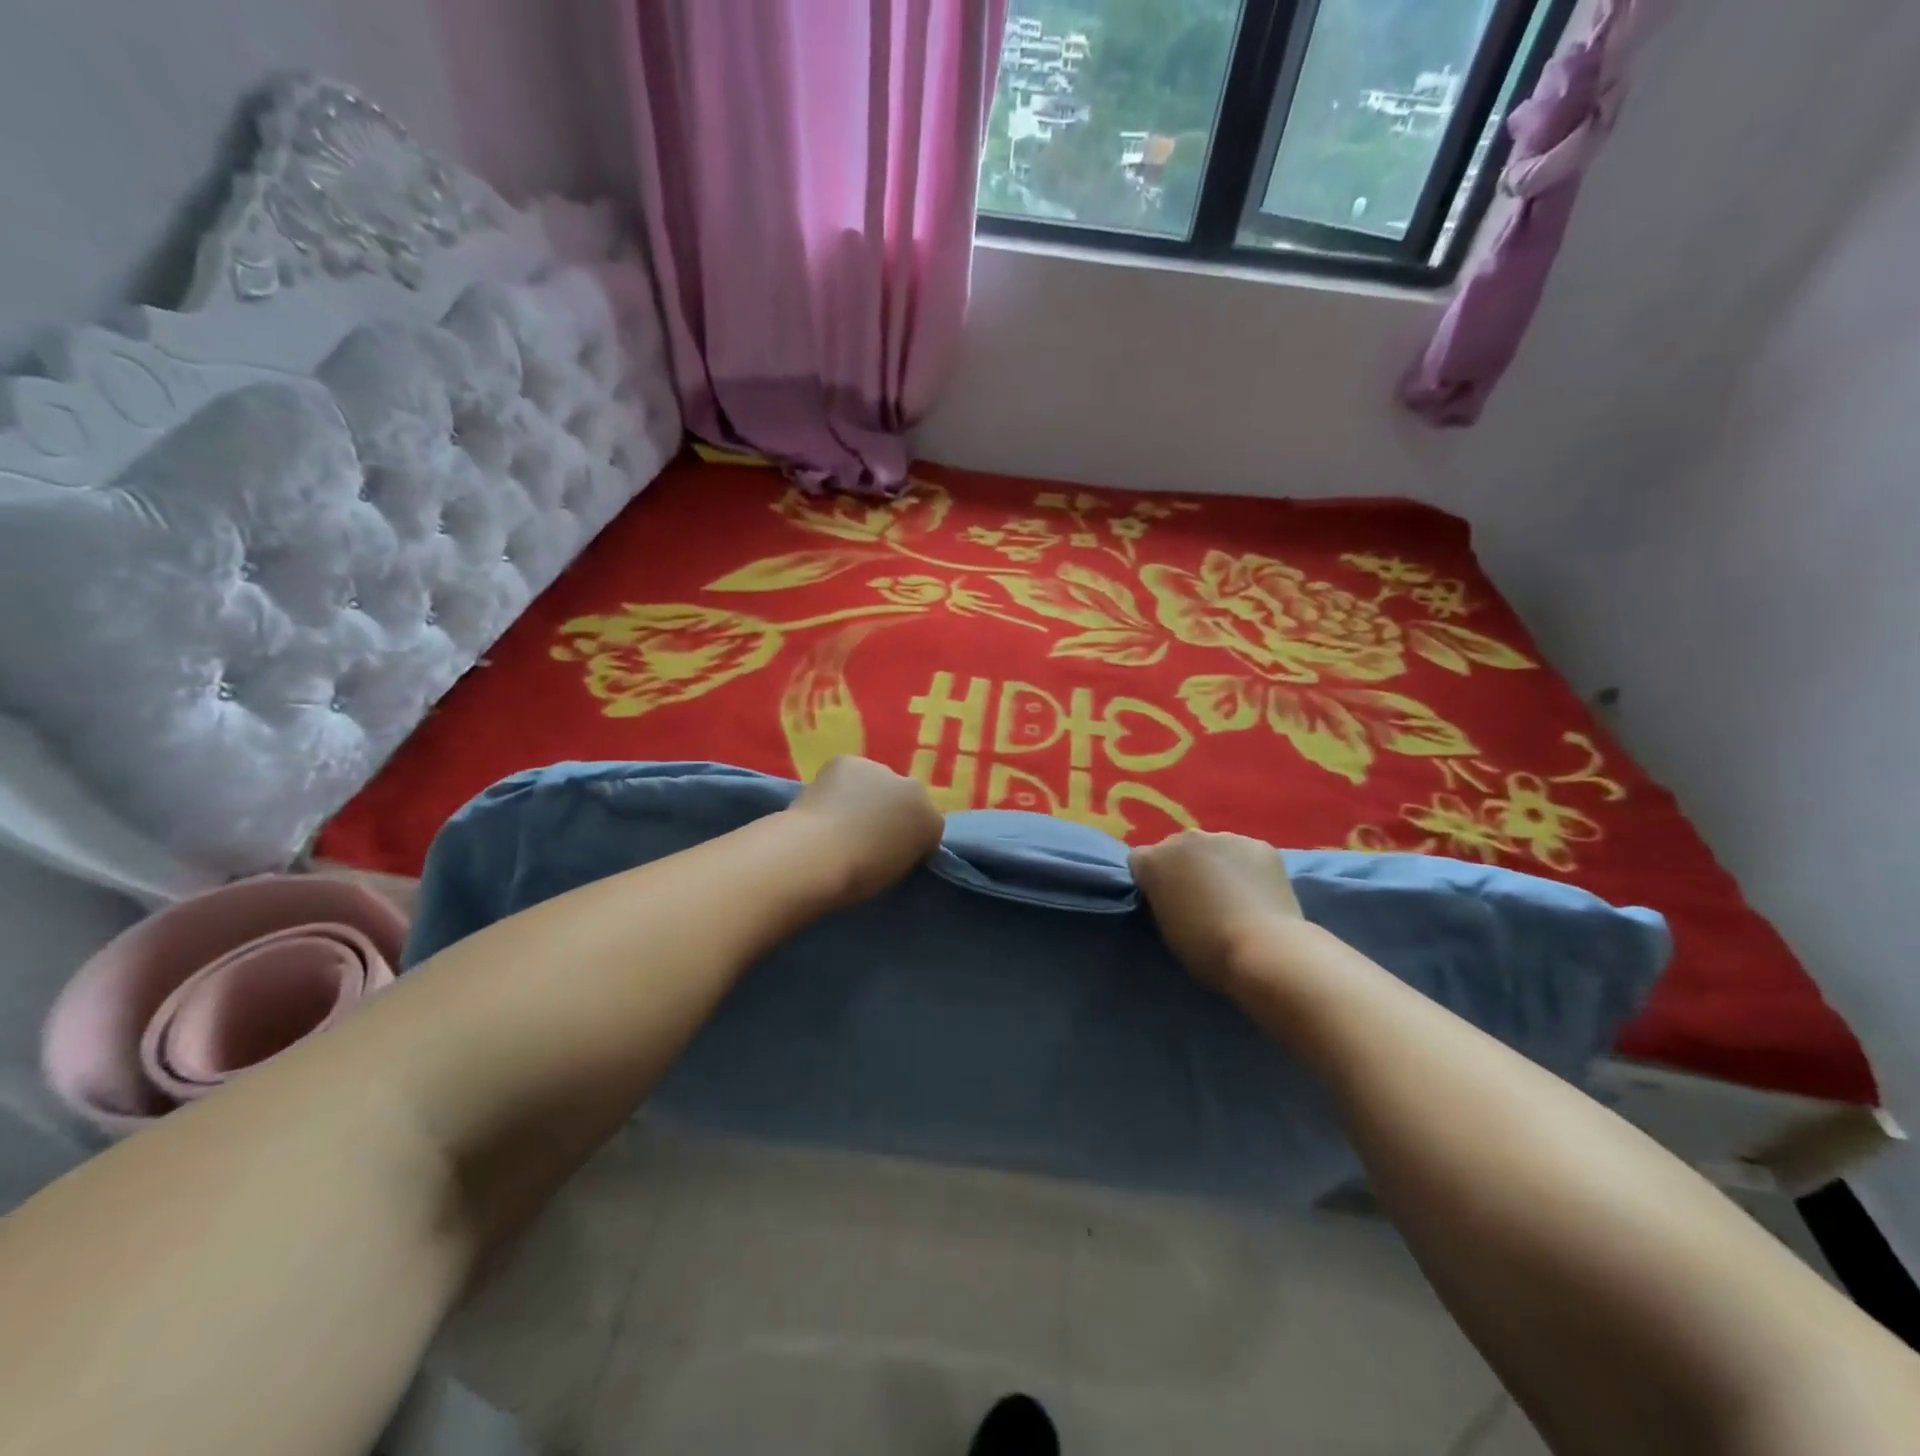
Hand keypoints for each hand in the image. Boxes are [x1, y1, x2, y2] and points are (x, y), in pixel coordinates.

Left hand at [789, 757, 943, 906]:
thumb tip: (887, 843)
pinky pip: (848, 772)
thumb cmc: (857, 879)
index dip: (906, 838)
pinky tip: (823, 802)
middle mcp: (916, 790)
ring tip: (839, 818)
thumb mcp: (894, 874)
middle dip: (889, 810)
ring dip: (865, 793)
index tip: (886, 852)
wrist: (819, 856)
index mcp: (932, 823)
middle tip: (863, 833)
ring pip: (876, 781)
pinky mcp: (849, 761)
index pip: (926, 825)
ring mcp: (882, 770)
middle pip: (904, 798)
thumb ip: (901, 852)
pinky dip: (839, 783)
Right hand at [1130, 830, 1301, 990]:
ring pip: (1214, 848)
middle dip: (1184, 867)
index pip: (1140, 861)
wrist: (1262, 950)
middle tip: (1200, 898)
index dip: (1151, 880)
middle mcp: (1184, 839)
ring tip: (1235, 896)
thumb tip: (1171, 894)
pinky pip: (1246, 854)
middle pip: (1177, 848)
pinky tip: (1259, 893)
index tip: (1163, 901)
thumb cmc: (1205, 949)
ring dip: (1217, 865)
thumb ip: (1161, 900)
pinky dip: (1248, 868)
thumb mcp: (1165, 928)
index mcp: (1153, 861)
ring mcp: (1224, 837)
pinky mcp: (1259, 845)